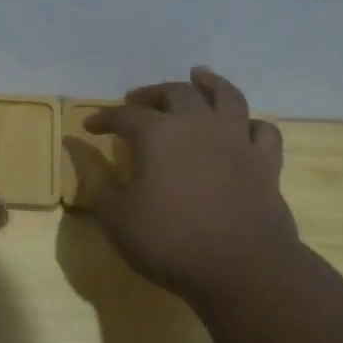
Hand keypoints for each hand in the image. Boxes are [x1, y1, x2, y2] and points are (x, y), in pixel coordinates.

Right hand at [64, 67, 299, 305]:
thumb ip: (96, 180)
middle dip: (152, 94)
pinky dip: (250, 123)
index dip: (104, 118)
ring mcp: (237, 141)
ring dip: (210, 83)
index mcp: (158, 135)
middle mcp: (199, 125)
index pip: (125, 116)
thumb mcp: (117, 216)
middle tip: (137, 100)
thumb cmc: (169, 241)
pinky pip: (262, 131)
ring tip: (199, 76)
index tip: (90, 126)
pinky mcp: (265, 163)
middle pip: (176, 94)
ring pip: (226, 97)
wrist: (241, 267)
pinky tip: (243, 125)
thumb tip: (76, 148)